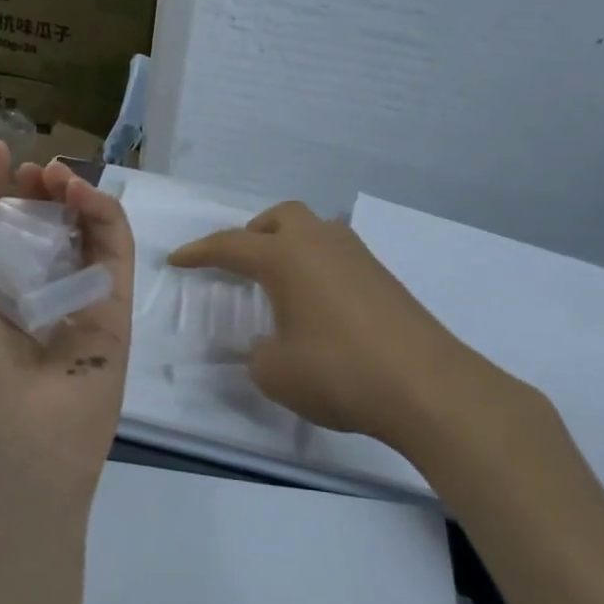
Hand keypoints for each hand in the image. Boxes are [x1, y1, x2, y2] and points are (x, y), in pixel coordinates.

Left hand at [0, 140, 134, 505]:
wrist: (9, 456)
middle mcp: (24, 295)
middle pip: (38, 225)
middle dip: (34, 189)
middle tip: (33, 171)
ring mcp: (72, 301)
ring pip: (80, 232)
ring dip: (70, 194)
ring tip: (56, 175)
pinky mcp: (115, 309)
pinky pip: (114, 252)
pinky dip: (103, 214)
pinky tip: (81, 193)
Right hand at [170, 202, 550, 465]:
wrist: (426, 385)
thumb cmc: (338, 372)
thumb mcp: (275, 372)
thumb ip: (259, 353)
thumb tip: (269, 343)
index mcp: (285, 257)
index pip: (230, 245)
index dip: (199, 253)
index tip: (177, 260)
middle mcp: (319, 243)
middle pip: (280, 218)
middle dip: (253, 234)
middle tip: (240, 263)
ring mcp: (357, 256)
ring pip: (314, 231)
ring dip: (290, 246)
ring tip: (280, 283)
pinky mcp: (383, 276)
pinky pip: (337, 255)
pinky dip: (317, 266)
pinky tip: (318, 303)